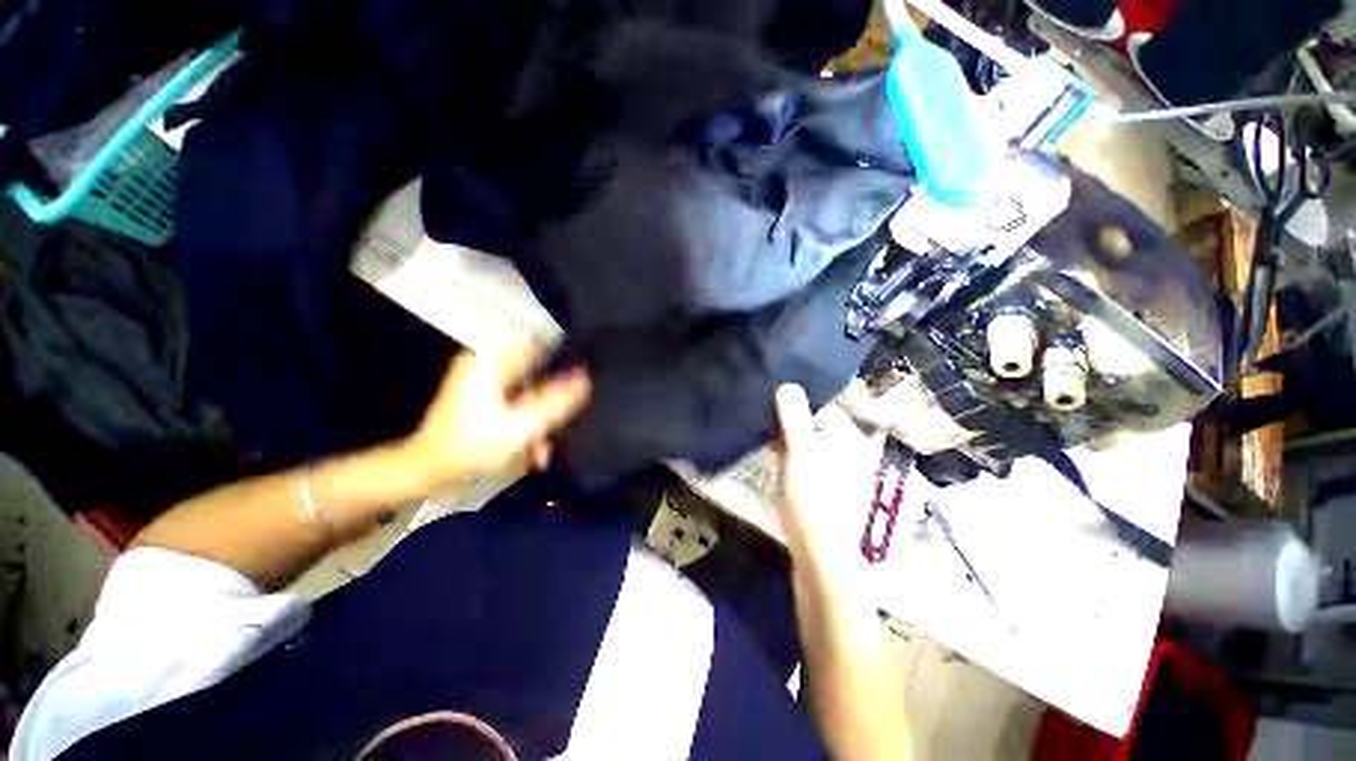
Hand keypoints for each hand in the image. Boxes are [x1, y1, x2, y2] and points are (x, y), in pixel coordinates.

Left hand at [402, 344, 590, 492]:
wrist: (428, 470)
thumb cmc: (472, 445)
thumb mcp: (523, 424)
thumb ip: (558, 401)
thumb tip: (585, 378)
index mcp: (491, 361)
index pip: (538, 343)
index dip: (563, 356)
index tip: (582, 375)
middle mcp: (487, 364)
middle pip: (537, 372)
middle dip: (551, 400)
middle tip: (559, 424)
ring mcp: (484, 381)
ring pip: (530, 391)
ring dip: (540, 417)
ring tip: (542, 448)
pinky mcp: (484, 397)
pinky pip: (518, 402)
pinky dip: (527, 421)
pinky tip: (533, 447)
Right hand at [775, 384, 877, 574]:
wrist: (822, 561)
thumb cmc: (812, 501)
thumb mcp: (800, 453)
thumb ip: (795, 417)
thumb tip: (788, 385)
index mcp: (847, 443)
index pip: (824, 410)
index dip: (799, 407)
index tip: (775, 412)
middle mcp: (849, 456)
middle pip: (817, 429)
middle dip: (792, 426)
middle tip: (767, 429)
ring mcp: (838, 478)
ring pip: (811, 448)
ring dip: (790, 443)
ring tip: (768, 446)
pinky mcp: (826, 496)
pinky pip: (808, 467)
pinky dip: (793, 462)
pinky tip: (778, 469)